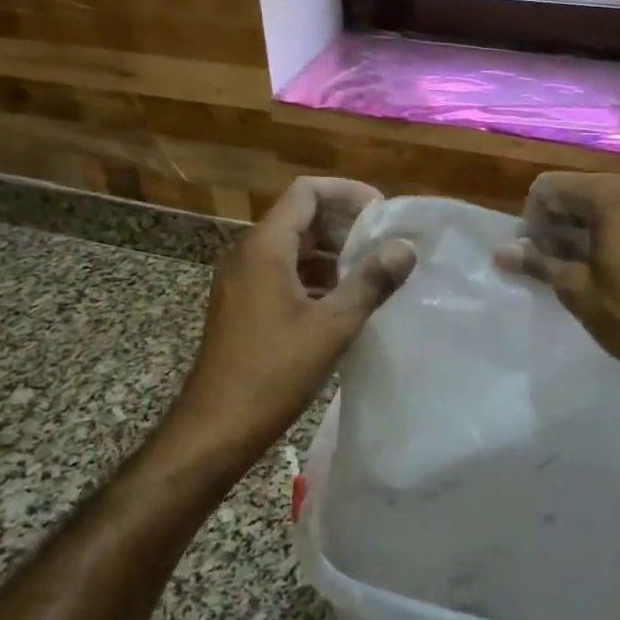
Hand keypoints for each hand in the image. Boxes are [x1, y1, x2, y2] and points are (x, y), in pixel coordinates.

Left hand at [169, 177, 416, 461]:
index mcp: (265, 247)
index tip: (383, 212)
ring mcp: (241, 280)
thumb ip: (371, 282)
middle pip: (299, 216)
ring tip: (371, 271)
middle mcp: (248, 253)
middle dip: (344, 223)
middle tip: (385, 242)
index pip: (306, 191)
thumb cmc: (273, 372)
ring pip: (292, 247)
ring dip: (331, 252)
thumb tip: (404, 248)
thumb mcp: (332, 326)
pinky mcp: (242, 305)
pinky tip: (341, 301)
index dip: (347, 192)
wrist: (215, 428)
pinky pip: (282, 272)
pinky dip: (313, 276)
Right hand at [494, 172, 619, 427]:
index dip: (535, 216)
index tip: (538, 252)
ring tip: (595, 262)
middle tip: (560, 259)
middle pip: (588, 189)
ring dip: (598, 223)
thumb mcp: (576, 290)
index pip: (553, 186)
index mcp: (615, 197)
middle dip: (566, 218)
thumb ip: (536, 261)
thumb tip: (500, 250)